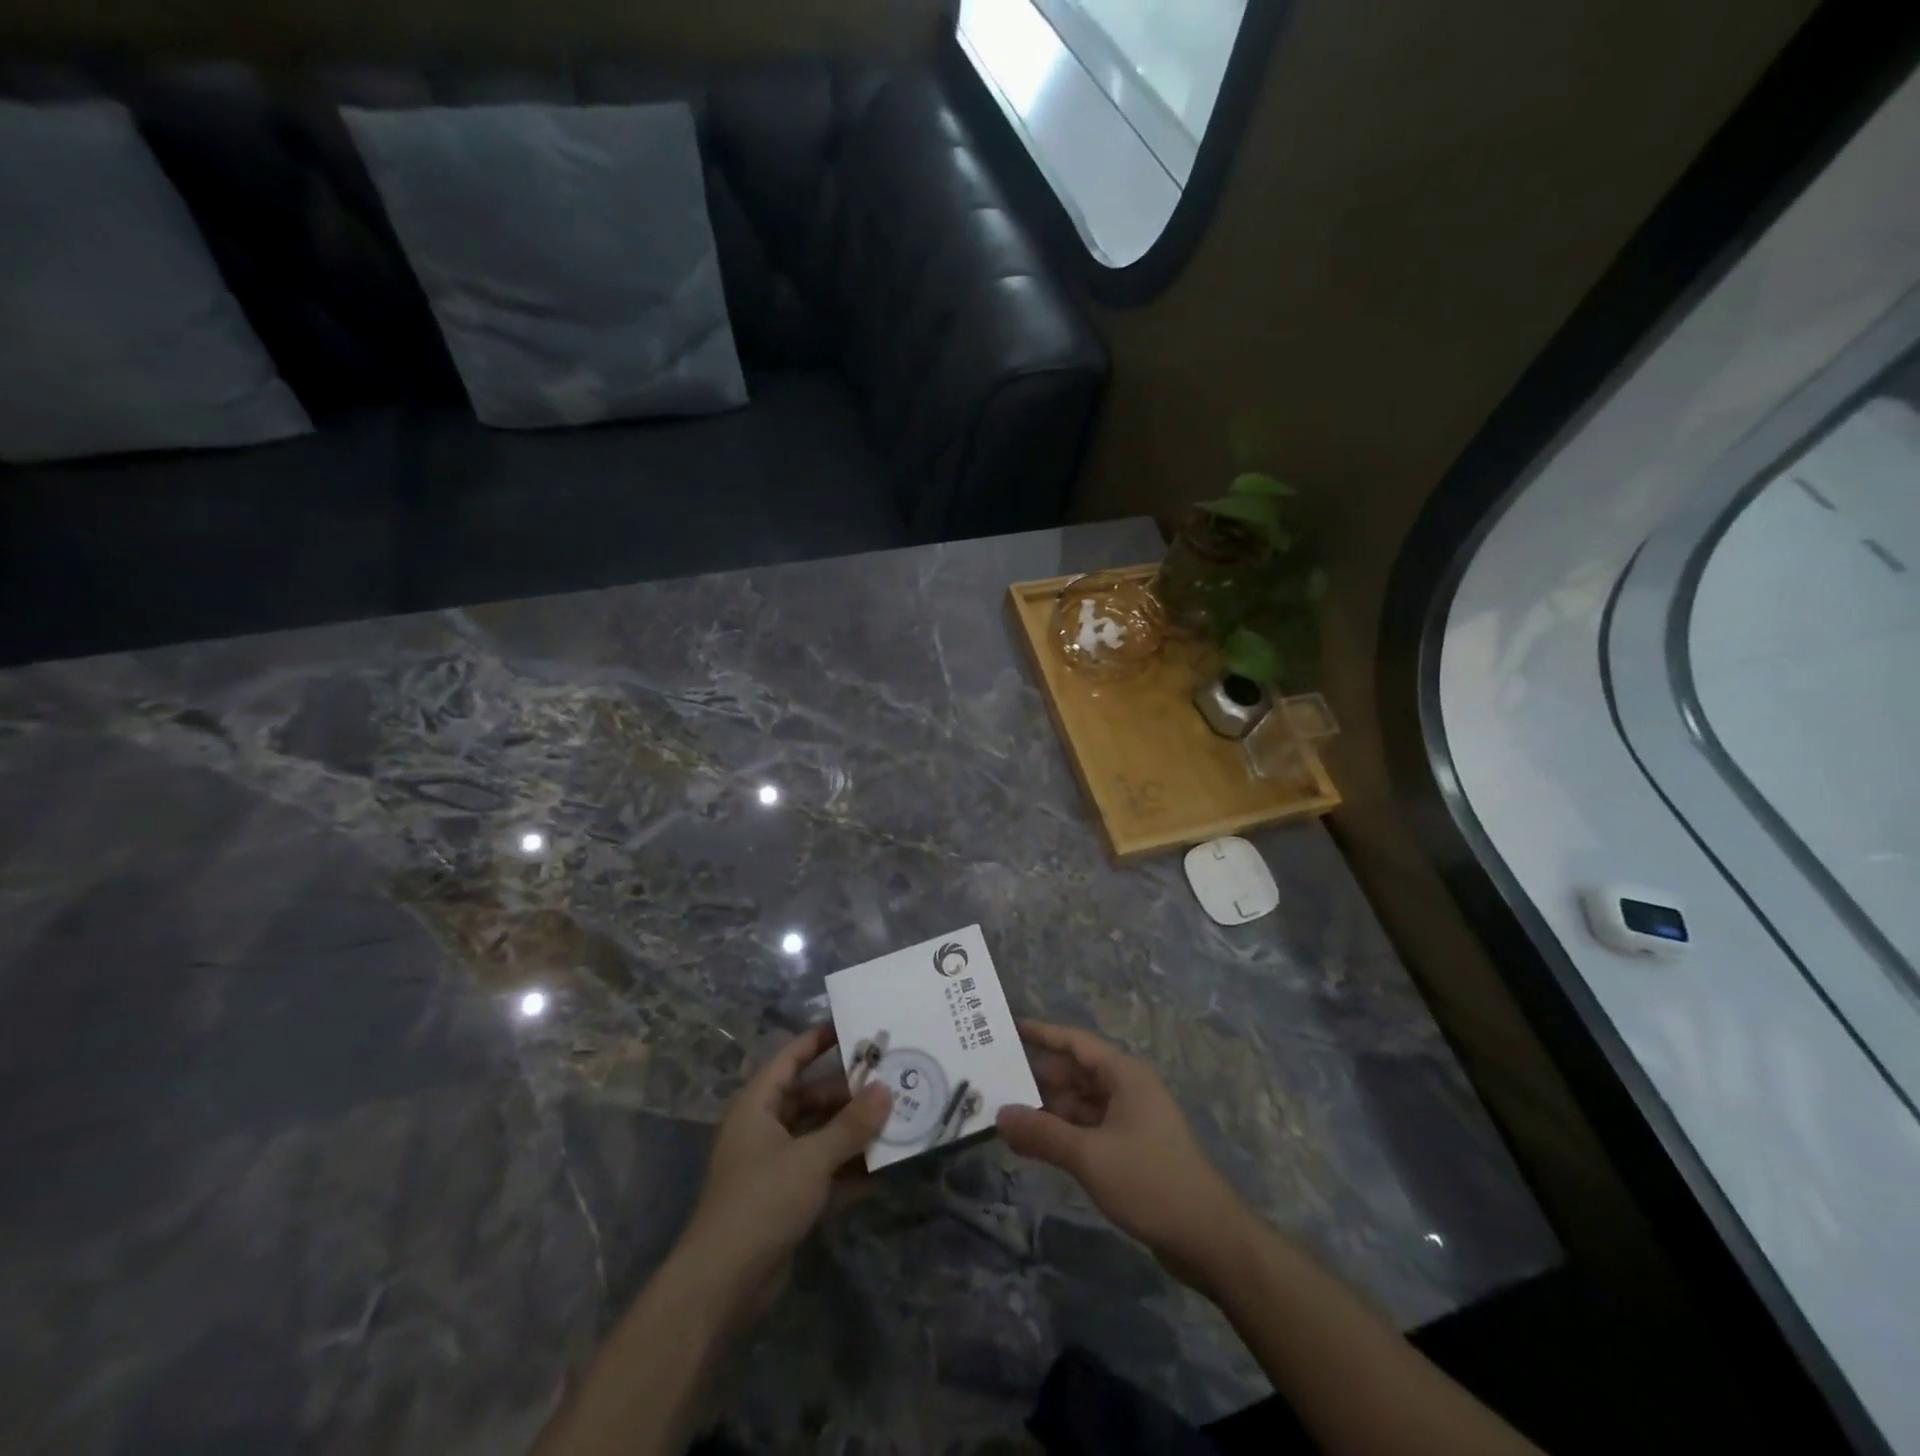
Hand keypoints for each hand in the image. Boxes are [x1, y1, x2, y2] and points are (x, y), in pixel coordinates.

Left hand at [672, 1024, 890, 1325]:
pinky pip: (824, 1169)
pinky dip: (849, 1166)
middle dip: (849, 1091)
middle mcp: (765, 1128)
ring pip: (820, 1134)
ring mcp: (776, 1165)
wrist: (722, 1286)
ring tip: (896, 1116)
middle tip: (890, 1079)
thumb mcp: (811, 1158)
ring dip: (853, 1130)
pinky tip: (884, 1164)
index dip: (819, 1040)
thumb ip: (851, 1125)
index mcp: (758, 1105)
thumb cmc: (761, 1202)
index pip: (791, 1059)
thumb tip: (886, 1090)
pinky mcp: (787, 1199)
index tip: (855, 1027)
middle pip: (811, 1097)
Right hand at [997, 1021, 1255, 1288]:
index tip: (1010, 1029)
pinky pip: (1091, 1128)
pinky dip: (1066, 1132)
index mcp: (1125, 1075)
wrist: (1209, 1239)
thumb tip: (1001, 1115)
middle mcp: (1129, 1089)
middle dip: (1040, 1078)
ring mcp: (1132, 1119)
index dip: (1043, 1034)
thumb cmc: (1151, 1182)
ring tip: (1009, 1118)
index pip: (1076, 1042)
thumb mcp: (1090, 1156)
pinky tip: (1040, 1146)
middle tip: (997, 1084)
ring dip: (1051, 1109)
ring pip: (1082, 1103)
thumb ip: (1043, 1134)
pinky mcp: (1133, 1149)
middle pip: (1077, 1073)